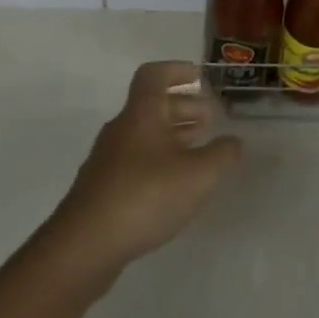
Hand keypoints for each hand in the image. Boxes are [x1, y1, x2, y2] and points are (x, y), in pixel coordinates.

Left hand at [44, 61, 241, 281]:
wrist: (84, 247)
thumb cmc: (145, 196)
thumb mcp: (198, 174)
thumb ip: (221, 154)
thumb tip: (234, 142)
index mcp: (141, 113)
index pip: (154, 75)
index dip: (177, 70)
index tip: (199, 77)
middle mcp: (121, 129)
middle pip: (152, 105)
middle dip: (183, 107)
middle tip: (209, 119)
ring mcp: (108, 159)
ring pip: (144, 134)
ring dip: (172, 135)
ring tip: (197, 150)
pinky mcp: (102, 188)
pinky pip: (135, 160)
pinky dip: (158, 160)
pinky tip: (174, 184)